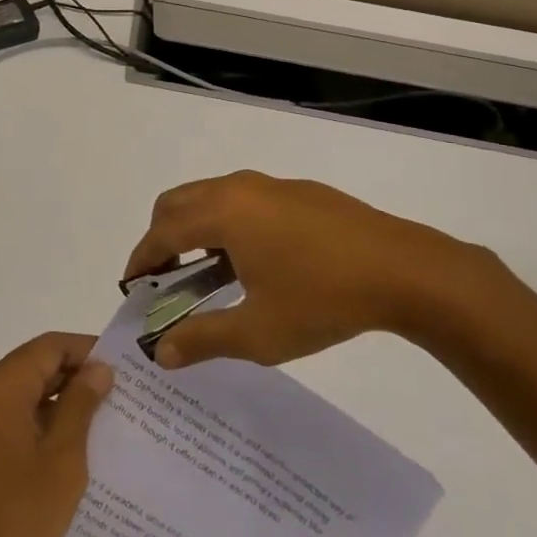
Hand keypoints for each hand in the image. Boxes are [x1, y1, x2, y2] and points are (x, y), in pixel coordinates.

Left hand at [0, 333, 114, 536]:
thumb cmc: (17, 516)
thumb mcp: (62, 458)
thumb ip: (81, 405)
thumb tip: (99, 369)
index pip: (48, 347)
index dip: (86, 350)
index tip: (122, 367)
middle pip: (33, 366)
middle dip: (74, 377)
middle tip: (118, 396)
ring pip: (22, 392)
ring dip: (58, 402)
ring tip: (101, 422)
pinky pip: (9, 417)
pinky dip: (38, 422)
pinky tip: (68, 448)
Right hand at [123, 170, 505, 368]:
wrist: (405, 270)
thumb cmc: (322, 299)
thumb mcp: (258, 332)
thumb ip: (203, 339)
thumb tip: (160, 352)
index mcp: (222, 213)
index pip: (162, 231)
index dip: (141, 259)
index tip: (132, 286)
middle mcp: (238, 188)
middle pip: (178, 202)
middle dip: (161, 237)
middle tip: (164, 278)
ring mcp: (271, 185)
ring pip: (211, 196)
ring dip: (195, 228)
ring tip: (206, 274)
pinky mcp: (299, 191)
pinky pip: (243, 199)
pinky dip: (226, 223)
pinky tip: (253, 262)